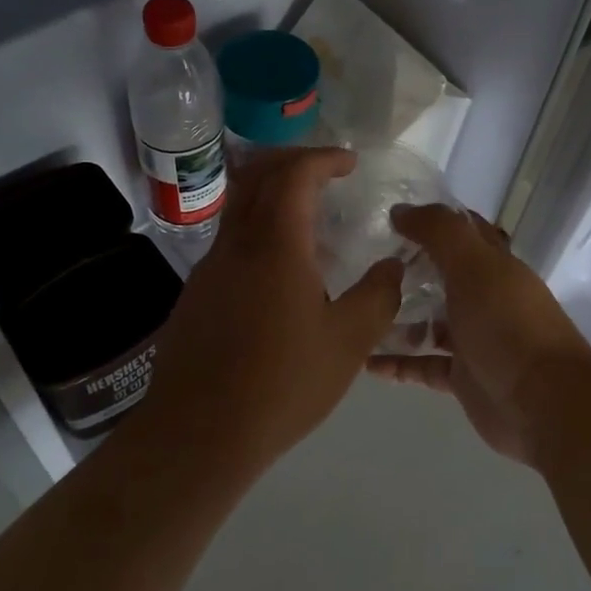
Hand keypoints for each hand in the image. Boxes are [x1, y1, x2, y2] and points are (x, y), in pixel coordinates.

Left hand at [144, 148, 402, 470]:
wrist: (199, 432)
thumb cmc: (282, 384)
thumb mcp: (349, 343)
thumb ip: (378, 296)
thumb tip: (393, 265)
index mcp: (276, 245)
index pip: (294, 174)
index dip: (323, 158)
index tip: (349, 163)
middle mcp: (237, 244)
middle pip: (256, 175)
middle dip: (292, 160)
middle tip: (325, 170)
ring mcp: (210, 268)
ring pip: (238, 206)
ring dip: (271, 193)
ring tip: (309, 217)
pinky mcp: (197, 293)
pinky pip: (230, 239)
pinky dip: (258, 228)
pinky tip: (282, 269)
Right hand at [368, 204, 590, 465]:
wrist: (543, 403)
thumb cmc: (508, 324)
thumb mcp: (474, 265)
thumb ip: (439, 232)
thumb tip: (401, 211)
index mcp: (494, 265)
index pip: (464, 232)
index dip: (433, 220)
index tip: (390, 215)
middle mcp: (486, 298)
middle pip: (442, 277)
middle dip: (407, 269)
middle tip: (362, 264)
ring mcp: (475, 339)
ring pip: (429, 322)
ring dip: (397, 318)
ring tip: (356, 311)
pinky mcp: (463, 378)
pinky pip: (423, 365)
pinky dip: (397, 363)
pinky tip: (365, 361)